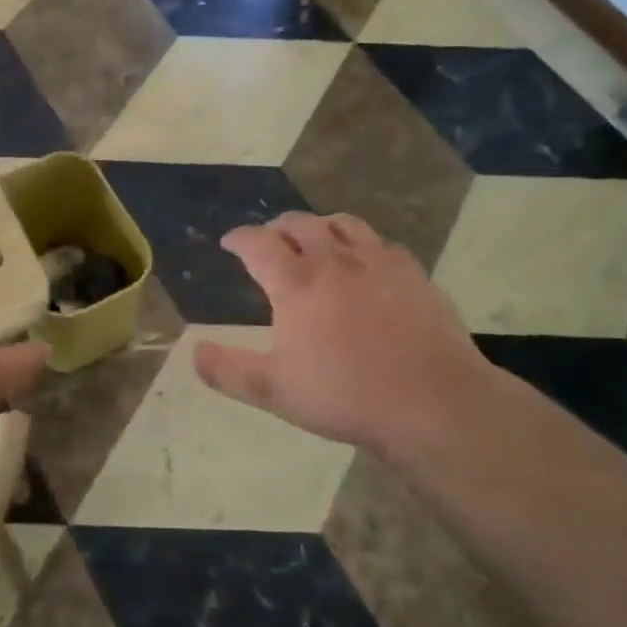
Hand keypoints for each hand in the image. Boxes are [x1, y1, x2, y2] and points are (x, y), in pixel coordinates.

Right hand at [193, 213, 502, 460]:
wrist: (432, 402)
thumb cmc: (345, 396)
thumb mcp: (274, 391)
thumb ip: (229, 370)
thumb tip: (193, 352)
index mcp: (297, 283)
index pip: (258, 244)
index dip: (239, 238)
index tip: (229, 241)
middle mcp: (334, 260)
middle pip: (300, 224)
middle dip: (277, 226)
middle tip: (269, 238)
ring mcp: (378, 262)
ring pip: (343, 224)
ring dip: (320, 226)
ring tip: (314, 238)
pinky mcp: (413, 273)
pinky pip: (381, 243)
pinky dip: (362, 243)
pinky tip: (365, 261)